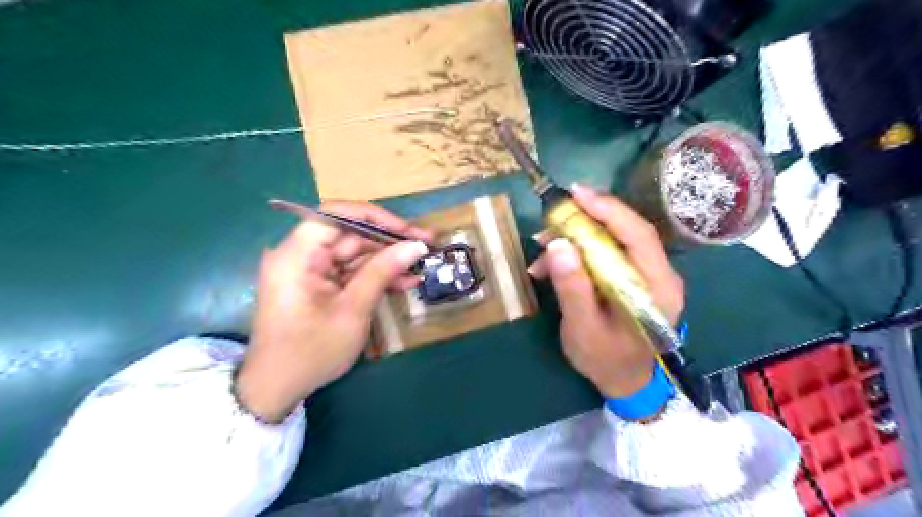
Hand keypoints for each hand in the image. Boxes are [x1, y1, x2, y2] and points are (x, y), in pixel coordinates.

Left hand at [235, 200, 427, 421]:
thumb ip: (382, 271)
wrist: (277, 389)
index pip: (336, 215)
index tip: (407, 230)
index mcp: (297, 255)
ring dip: (387, 261)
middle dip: (388, 242)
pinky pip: (349, 272)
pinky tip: (403, 281)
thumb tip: (416, 246)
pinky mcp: (317, 284)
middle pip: (349, 235)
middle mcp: (300, 255)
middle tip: (425, 245)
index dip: (375, 217)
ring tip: (420, 265)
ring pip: (354, 254)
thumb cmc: (311, 351)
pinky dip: (374, 276)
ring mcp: (309, 270)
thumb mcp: (353, 310)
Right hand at [526, 186, 683, 398]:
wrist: (625, 381)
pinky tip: (553, 264)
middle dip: (588, 219)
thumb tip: (557, 245)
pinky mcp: (633, 278)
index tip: (576, 195)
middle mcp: (660, 274)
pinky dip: (580, 252)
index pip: (638, 235)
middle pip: (626, 232)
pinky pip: (608, 253)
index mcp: (657, 287)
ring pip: (614, 240)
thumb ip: (573, 288)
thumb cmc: (606, 359)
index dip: (609, 210)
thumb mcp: (583, 328)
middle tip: (553, 216)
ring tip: (543, 247)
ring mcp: (648, 275)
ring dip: (577, 238)